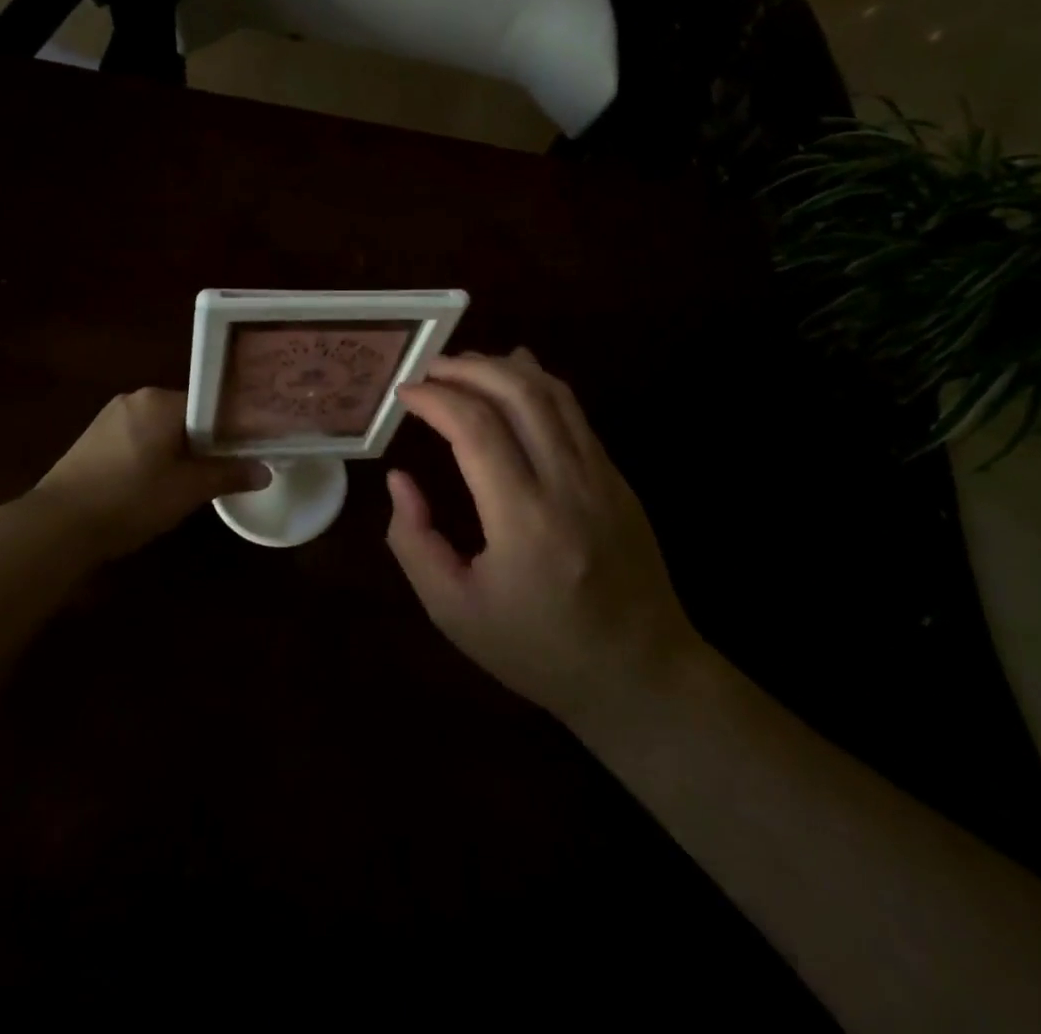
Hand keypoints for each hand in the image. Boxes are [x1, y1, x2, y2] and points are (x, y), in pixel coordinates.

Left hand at [30, 388, 268, 556]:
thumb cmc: (130, 499)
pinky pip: (137, 440)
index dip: (230, 429)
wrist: (57, 525)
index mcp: (159, 400)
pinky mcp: (92, 440)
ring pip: (160, 430)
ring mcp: (109, 418)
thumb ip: (228, 474)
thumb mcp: (187, 490)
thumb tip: (265, 471)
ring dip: (177, 452)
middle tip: (222, 472)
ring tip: (191, 484)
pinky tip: (153, 487)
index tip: (246, 450)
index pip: (209, 404)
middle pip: (185, 416)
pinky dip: (152, 457)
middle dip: (204, 442)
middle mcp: (135, 399)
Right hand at [385, 349, 704, 726]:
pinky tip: (515, 381)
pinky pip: (575, 414)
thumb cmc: (538, 651)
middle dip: (469, 368)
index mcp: (524, 521)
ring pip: (554, 394)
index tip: (405, 392)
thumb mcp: (455, 612)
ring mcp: (602, 476)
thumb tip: (400, 479)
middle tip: (431, 368)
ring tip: (466, 365)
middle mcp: (568, 485)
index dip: (435, 399)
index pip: (475, 429)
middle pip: (519, 394)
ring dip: (505, 368)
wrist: (641, 676)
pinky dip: (538, 386)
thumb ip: (414, 542)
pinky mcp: (618, 479)